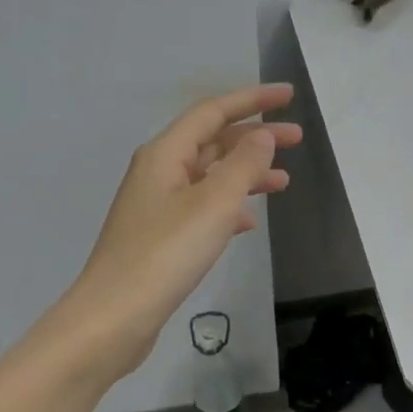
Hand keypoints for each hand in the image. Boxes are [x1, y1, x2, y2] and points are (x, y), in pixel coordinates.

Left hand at [52, 84, 299, 383]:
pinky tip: (250, 221)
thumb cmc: (166, 254)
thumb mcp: (214, 204)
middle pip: (212, 141)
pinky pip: (203, 207)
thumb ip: (243, 165)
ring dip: (247, 174)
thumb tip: (261, 137)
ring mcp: (157, 205)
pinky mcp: (160, 236)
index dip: (252, 100)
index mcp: (166, 154)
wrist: (115, 316)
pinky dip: (230, 206)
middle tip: (297, 139)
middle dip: (255, 137)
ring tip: (284, 182)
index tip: (288, 96)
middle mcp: (158, 172)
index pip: (213, 112)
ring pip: (210, 176)